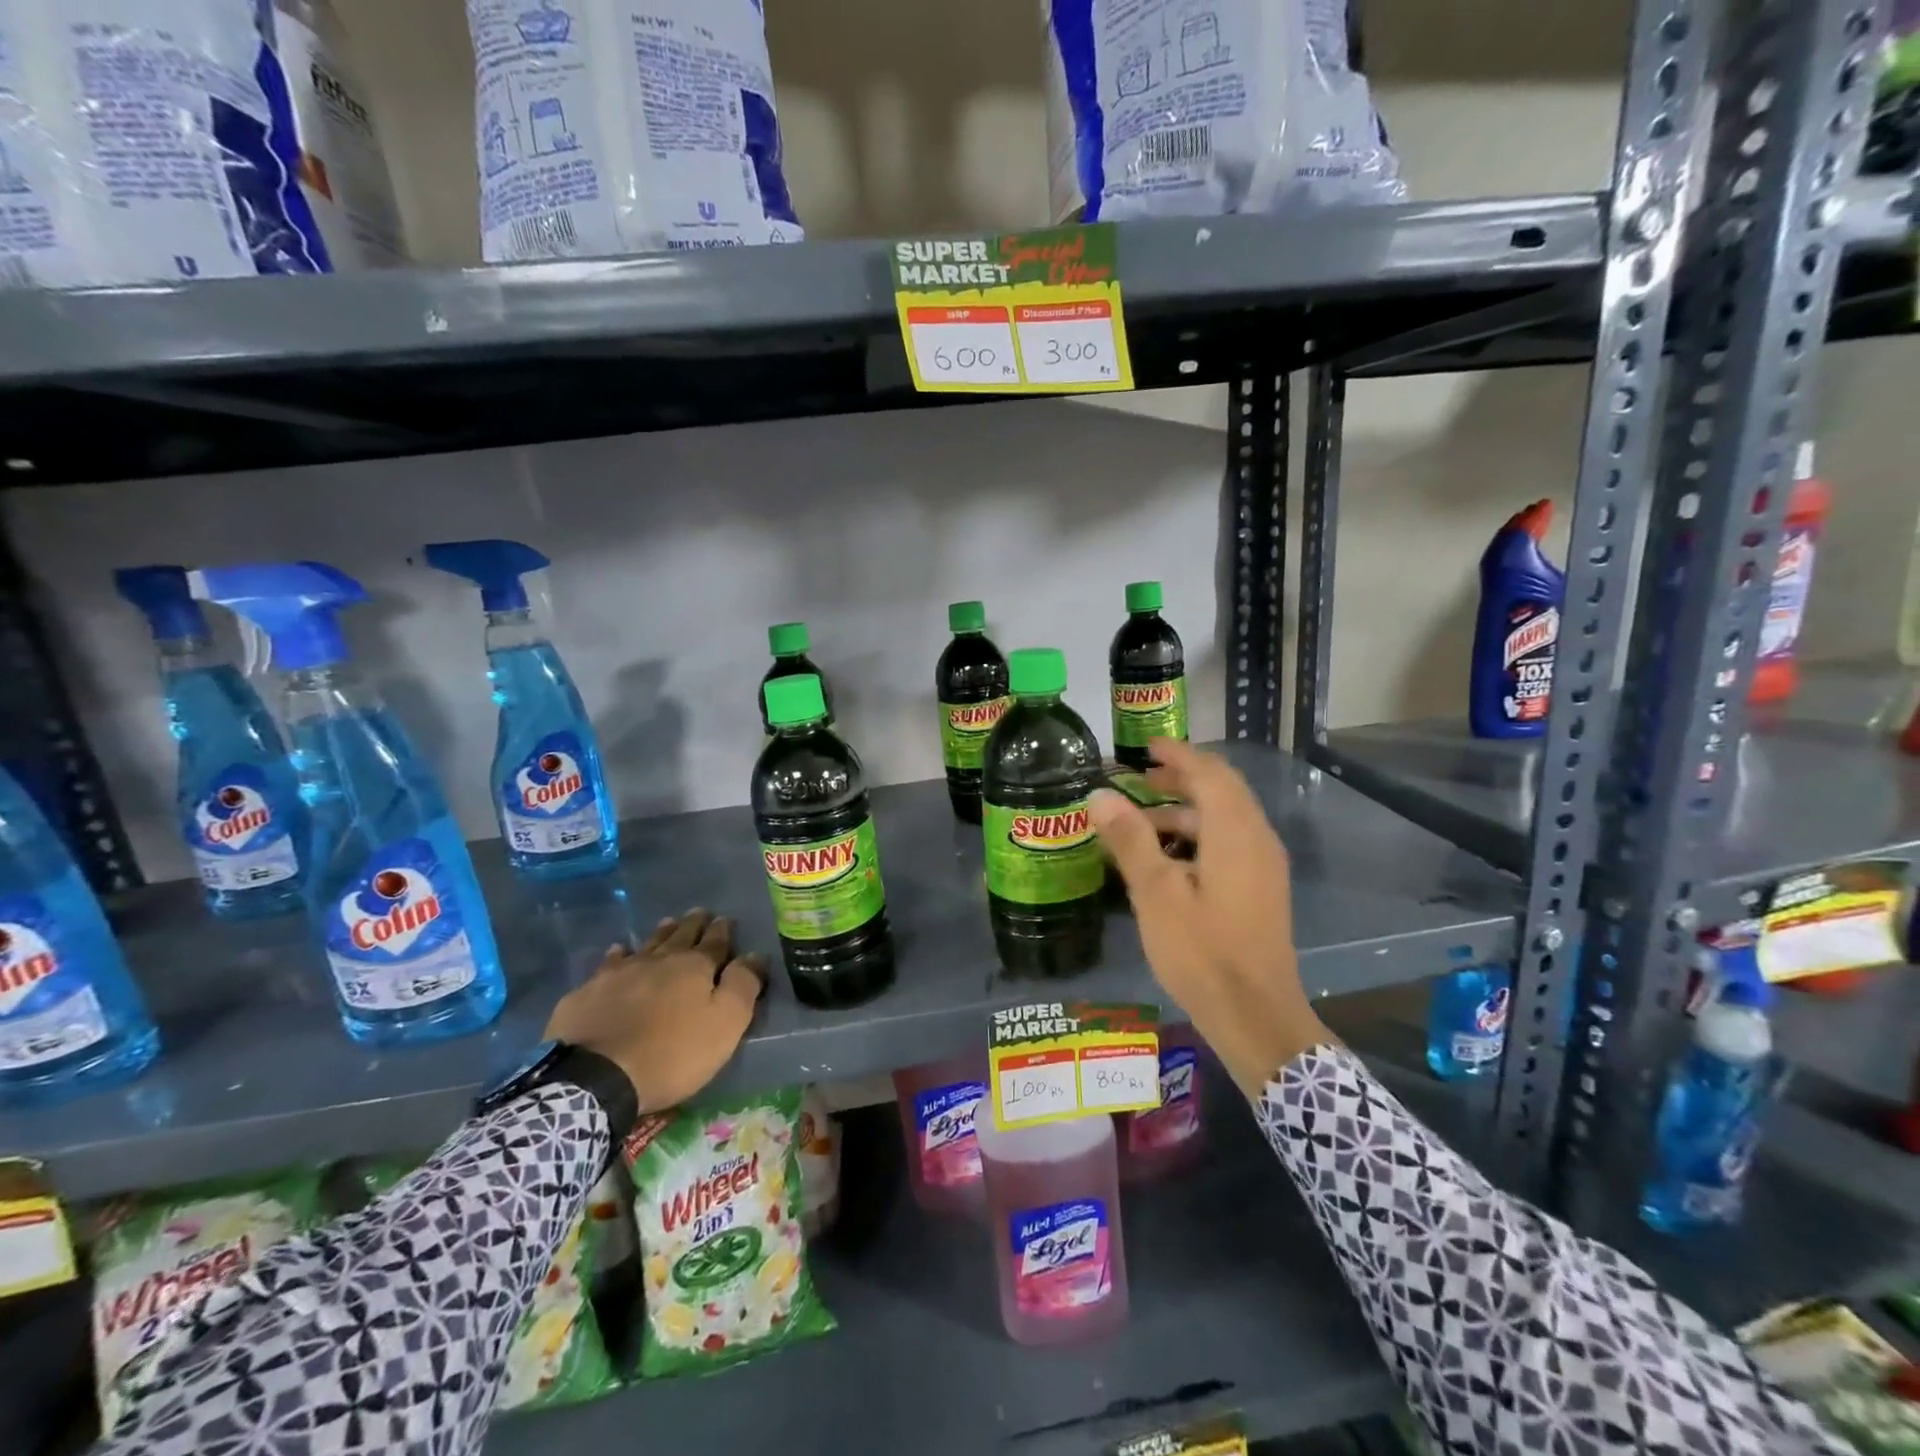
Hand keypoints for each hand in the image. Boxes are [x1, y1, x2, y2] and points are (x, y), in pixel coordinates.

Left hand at [544, 909, 766, 1113]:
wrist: (596, 1077)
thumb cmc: (672, 1053)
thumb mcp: (725, 1024)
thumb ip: (743, 986)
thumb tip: (755, 955)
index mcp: (695, 967)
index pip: (715, 942)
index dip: (723, 931)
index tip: (726, 919)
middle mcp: (659, 960)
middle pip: (680, 936)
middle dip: (693, 924)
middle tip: (700, 912)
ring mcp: (620, 973)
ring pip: (646, 944)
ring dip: (660, 933)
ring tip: (668, 923)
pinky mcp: (589, 991)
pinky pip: (609, 964)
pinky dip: (618, 955)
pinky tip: (618, 951)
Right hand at [1090, 739, 1332, 1097]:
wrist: (1256, 1017)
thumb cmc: (1203, 952)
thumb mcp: (1157, 894)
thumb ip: (1130, 839)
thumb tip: (1100, 795)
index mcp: (1236, 832)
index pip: (1210, 773)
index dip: (1178, 755)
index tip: (1146, 746)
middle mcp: (1257, 840)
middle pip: (1222, 791)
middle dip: (1182, 778)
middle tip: (1141, 776)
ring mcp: (1264, 867)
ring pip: (1225, 819)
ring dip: (1186, 810)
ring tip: (1141, 821)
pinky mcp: (1261, 890)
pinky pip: (1230, 843)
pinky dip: (1198, 835)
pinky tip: (1168, 859)